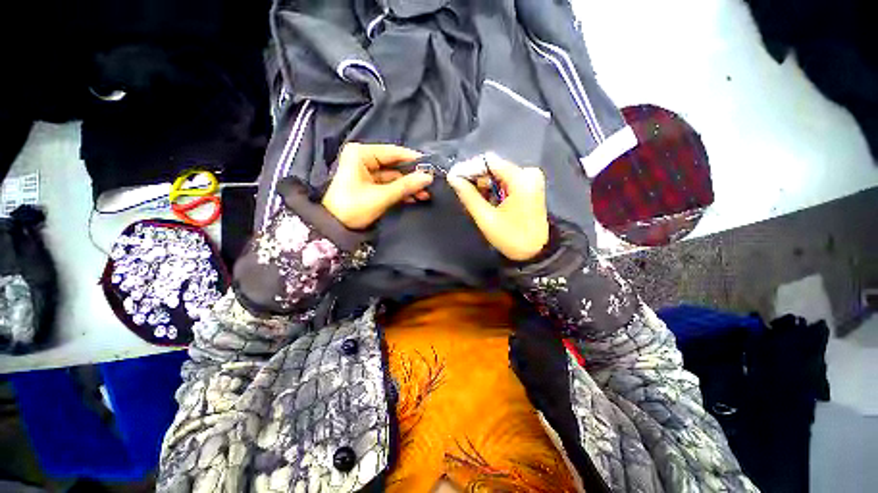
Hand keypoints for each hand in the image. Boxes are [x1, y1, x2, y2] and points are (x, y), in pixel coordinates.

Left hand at [323, 143, 432, 228]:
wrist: (334, 227)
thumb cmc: (353, 207)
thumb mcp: (381, 196)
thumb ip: (406, 186)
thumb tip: (428, 177)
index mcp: (361, 154)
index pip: (394, 152)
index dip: (414, 160)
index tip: (432, 167)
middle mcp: (364, 159)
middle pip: (395, 165)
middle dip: (412, 177)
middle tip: (431, 184)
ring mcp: (367, 172)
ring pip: (394, 177)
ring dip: (409, 186)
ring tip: (426, 194)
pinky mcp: (370, 185)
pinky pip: (390, 185)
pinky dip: (401, 192)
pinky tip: (415, 198)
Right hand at [448, 156, 548, 261]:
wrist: (536, 252)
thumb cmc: (512, 238)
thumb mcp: (486, 218)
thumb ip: (469, 196)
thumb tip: (453, 178)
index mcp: (521, 179)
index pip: (489, 161)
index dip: (469, 169)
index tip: (454, 179)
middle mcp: (528, 173)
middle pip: (494, 167)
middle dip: (476, 179)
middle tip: (463, 194)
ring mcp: (530, 179)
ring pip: (498, 174)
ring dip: (484, 186)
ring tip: (476, 202)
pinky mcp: (530, 186)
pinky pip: (505, 181)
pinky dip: (494, 189)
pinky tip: (488, 202)